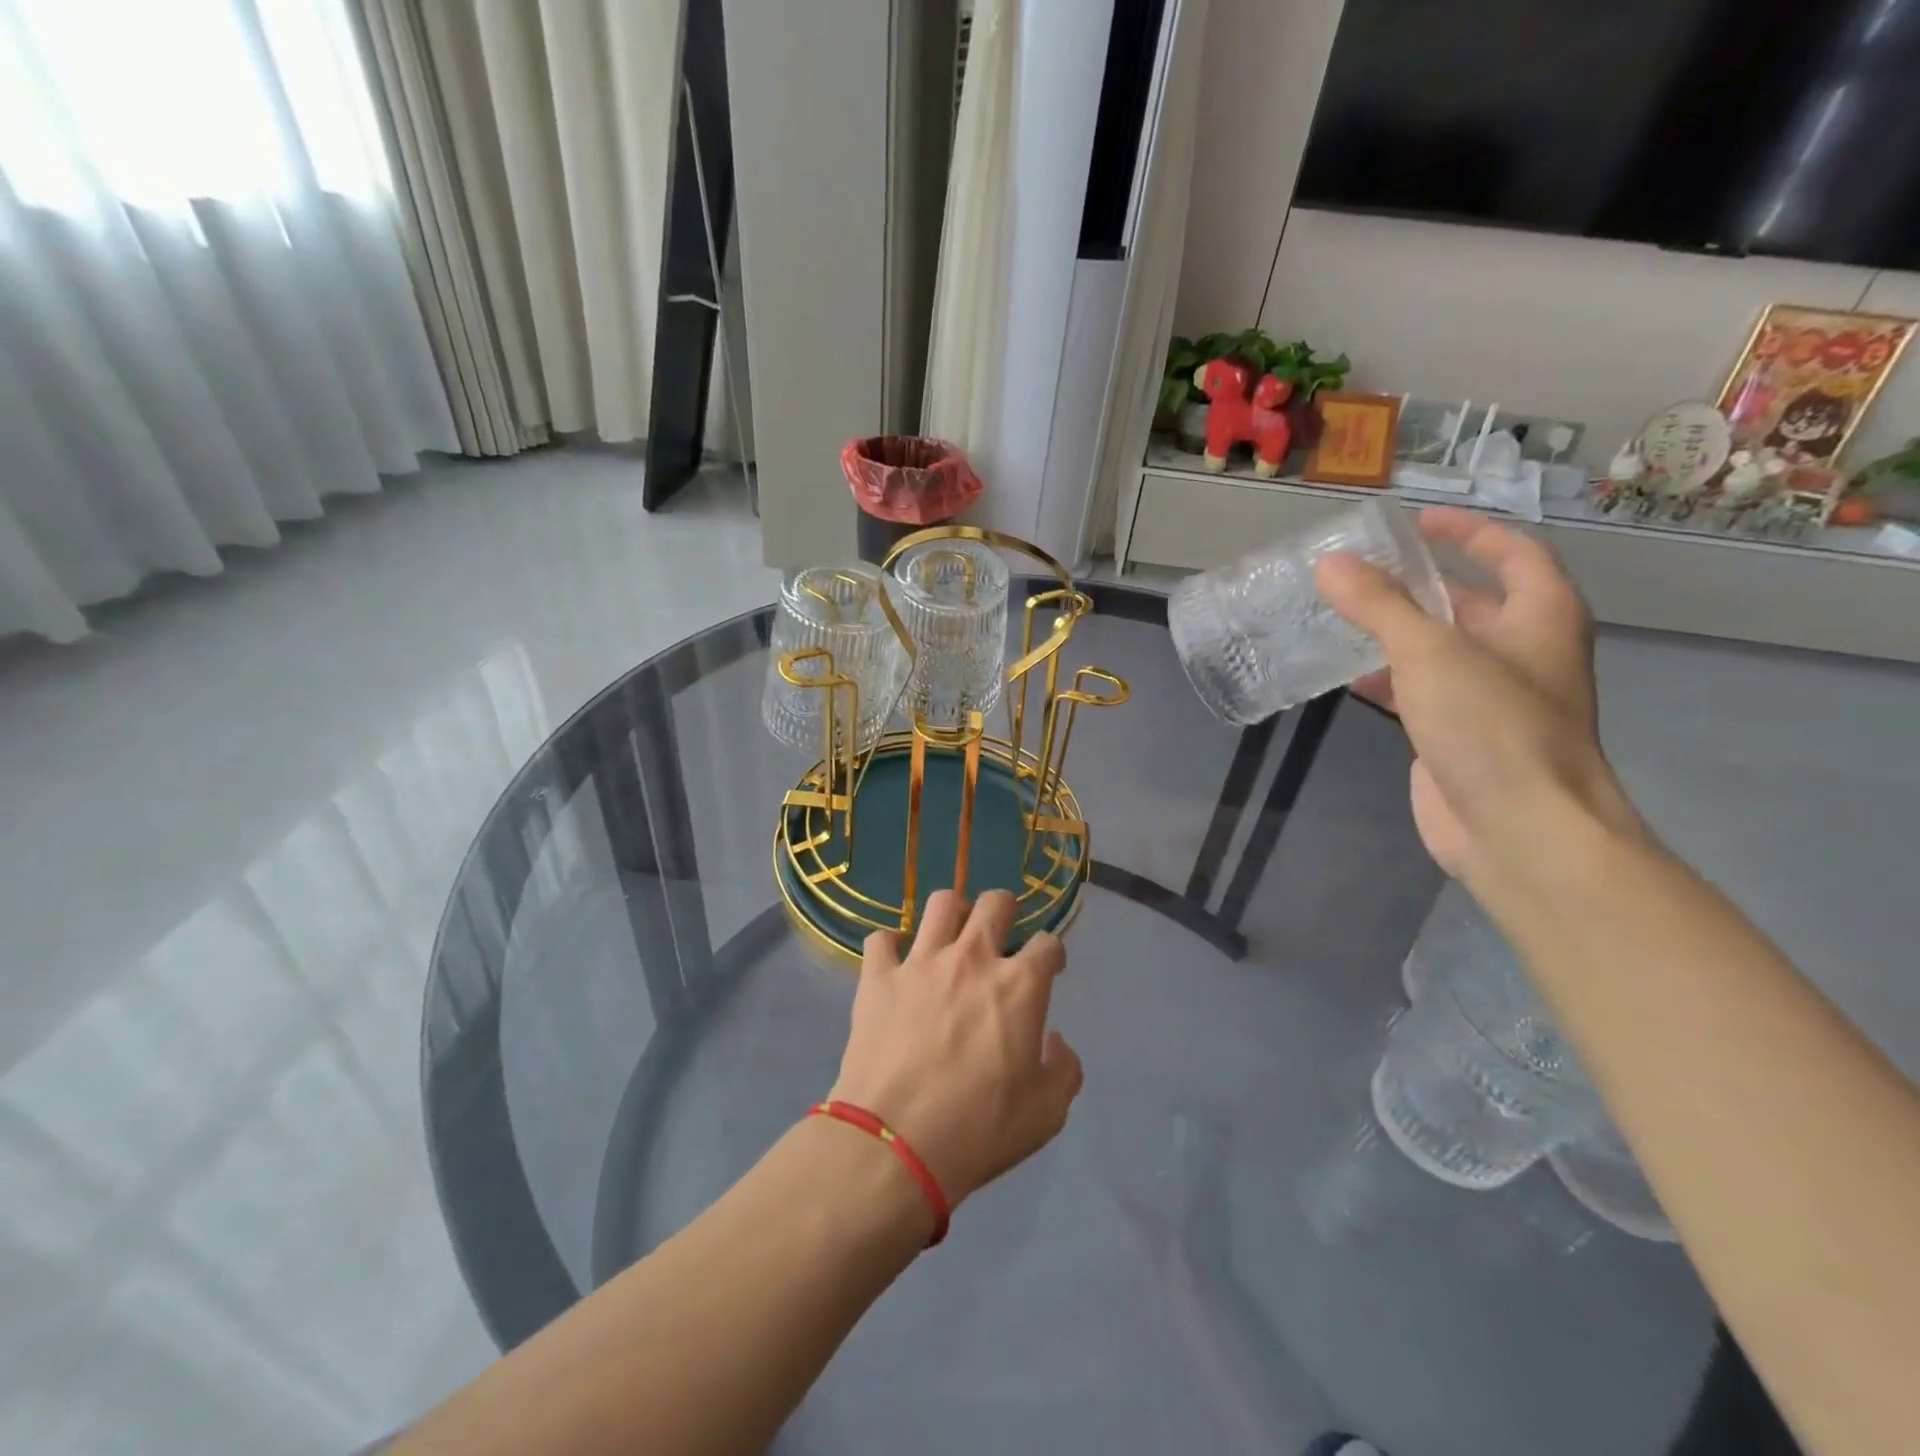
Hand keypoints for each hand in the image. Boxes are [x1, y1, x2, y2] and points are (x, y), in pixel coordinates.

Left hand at [829, 889, 1083, 1208]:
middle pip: (995, 903)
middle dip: (1005, 910)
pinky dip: (891, 947)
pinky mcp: (878, 977)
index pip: (1048, 943)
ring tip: (952, 936)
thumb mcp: (1047, 1113)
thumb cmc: (979, 1130)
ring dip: (953, 914)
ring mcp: (921, 962)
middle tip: (1001, 935)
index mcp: (1020, 986)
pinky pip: (882, 939)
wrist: (895, 1144)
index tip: (1049, 968)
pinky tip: (896, 964)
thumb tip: (1054, 1040)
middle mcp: (972, 958)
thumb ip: (1063, 1069)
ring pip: (942, 904)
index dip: (1052, 953)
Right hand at [1314, 507, 1639, 879]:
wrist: (1518, 829)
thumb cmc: (1491, 726)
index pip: (1513, 553)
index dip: (1468, 532)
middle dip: (1421, 585)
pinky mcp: (1460, 737)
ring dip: (1399, 633)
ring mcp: (1492, 699)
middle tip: (1363, 571)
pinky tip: (1352, 678)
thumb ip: (1378, 605)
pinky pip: (1422, 692)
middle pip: (1472, 602)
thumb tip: (1330, 564)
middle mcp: (1522, 653)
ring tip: (1344, 617)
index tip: (1417, 522)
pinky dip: (1390, 680)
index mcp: (1540, 618)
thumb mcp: (1430, 652)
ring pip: (1441, 650)